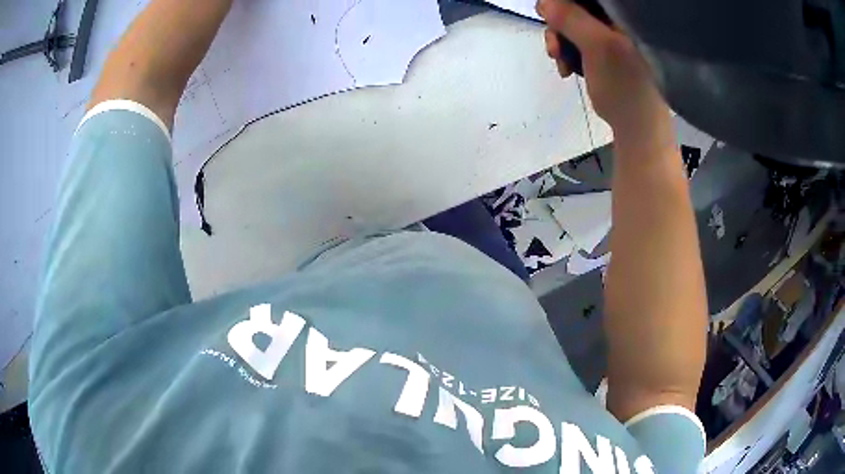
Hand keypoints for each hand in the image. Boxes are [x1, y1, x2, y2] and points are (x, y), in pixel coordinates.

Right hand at [536, 0, 670, 141]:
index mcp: (625, 15)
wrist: (639, 128)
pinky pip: (578, 42)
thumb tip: (544, 1)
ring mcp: (612, 36)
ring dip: (561, 43)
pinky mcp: (606, 52)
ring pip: (574, 25)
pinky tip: (568, 69)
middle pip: (577, 8)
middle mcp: (619, 21)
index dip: (564, 3)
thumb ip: (570, 18)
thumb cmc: (626, 87)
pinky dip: (569, 54)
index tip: (550, 15)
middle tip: (555, 48)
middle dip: (560, 26)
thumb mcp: (598, 47)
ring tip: (562, 64)